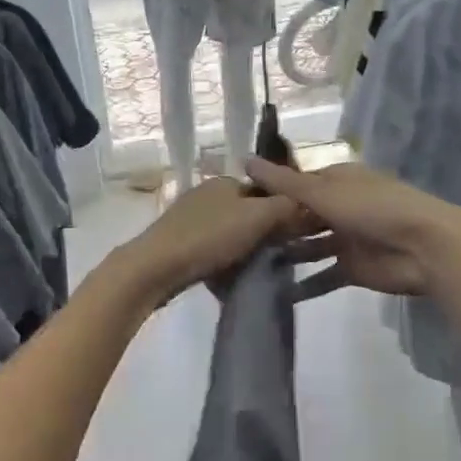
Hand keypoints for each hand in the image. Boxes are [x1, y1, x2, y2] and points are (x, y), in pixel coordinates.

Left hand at [111, 178, 298, 307]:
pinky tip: (229, 278)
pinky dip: (224, 262)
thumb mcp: (257, 217)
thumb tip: (305, 202)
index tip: (295, 237)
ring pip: (230, 234)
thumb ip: (285, 206)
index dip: (283, 212)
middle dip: (263, 233)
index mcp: (224, 182)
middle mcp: (206, 195)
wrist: (155, 267)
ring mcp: (189, 219)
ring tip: (256, 270)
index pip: (265, 191)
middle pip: (247, 213)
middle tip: (278, 257)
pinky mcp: (178, 244)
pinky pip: (212, 251)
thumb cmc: (209, 237)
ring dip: (244, 250)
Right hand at [246, 159, 460, 301]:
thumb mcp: (323, 192)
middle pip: (300, 216)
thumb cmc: (373, 209)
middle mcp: (339, 206)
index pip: (295, 184)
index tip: (237, 204)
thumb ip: (284, 183)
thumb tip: (245, 160)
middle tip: (235, 239)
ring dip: (286, 254)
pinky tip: (274, 293)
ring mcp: (346, 239)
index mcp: (336, 180)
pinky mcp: (352, 269)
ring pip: (309, 246)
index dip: (269, 192)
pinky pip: (322, 276)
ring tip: (248, 265)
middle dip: (274, 226)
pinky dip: (303, 285)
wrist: (425, 248)